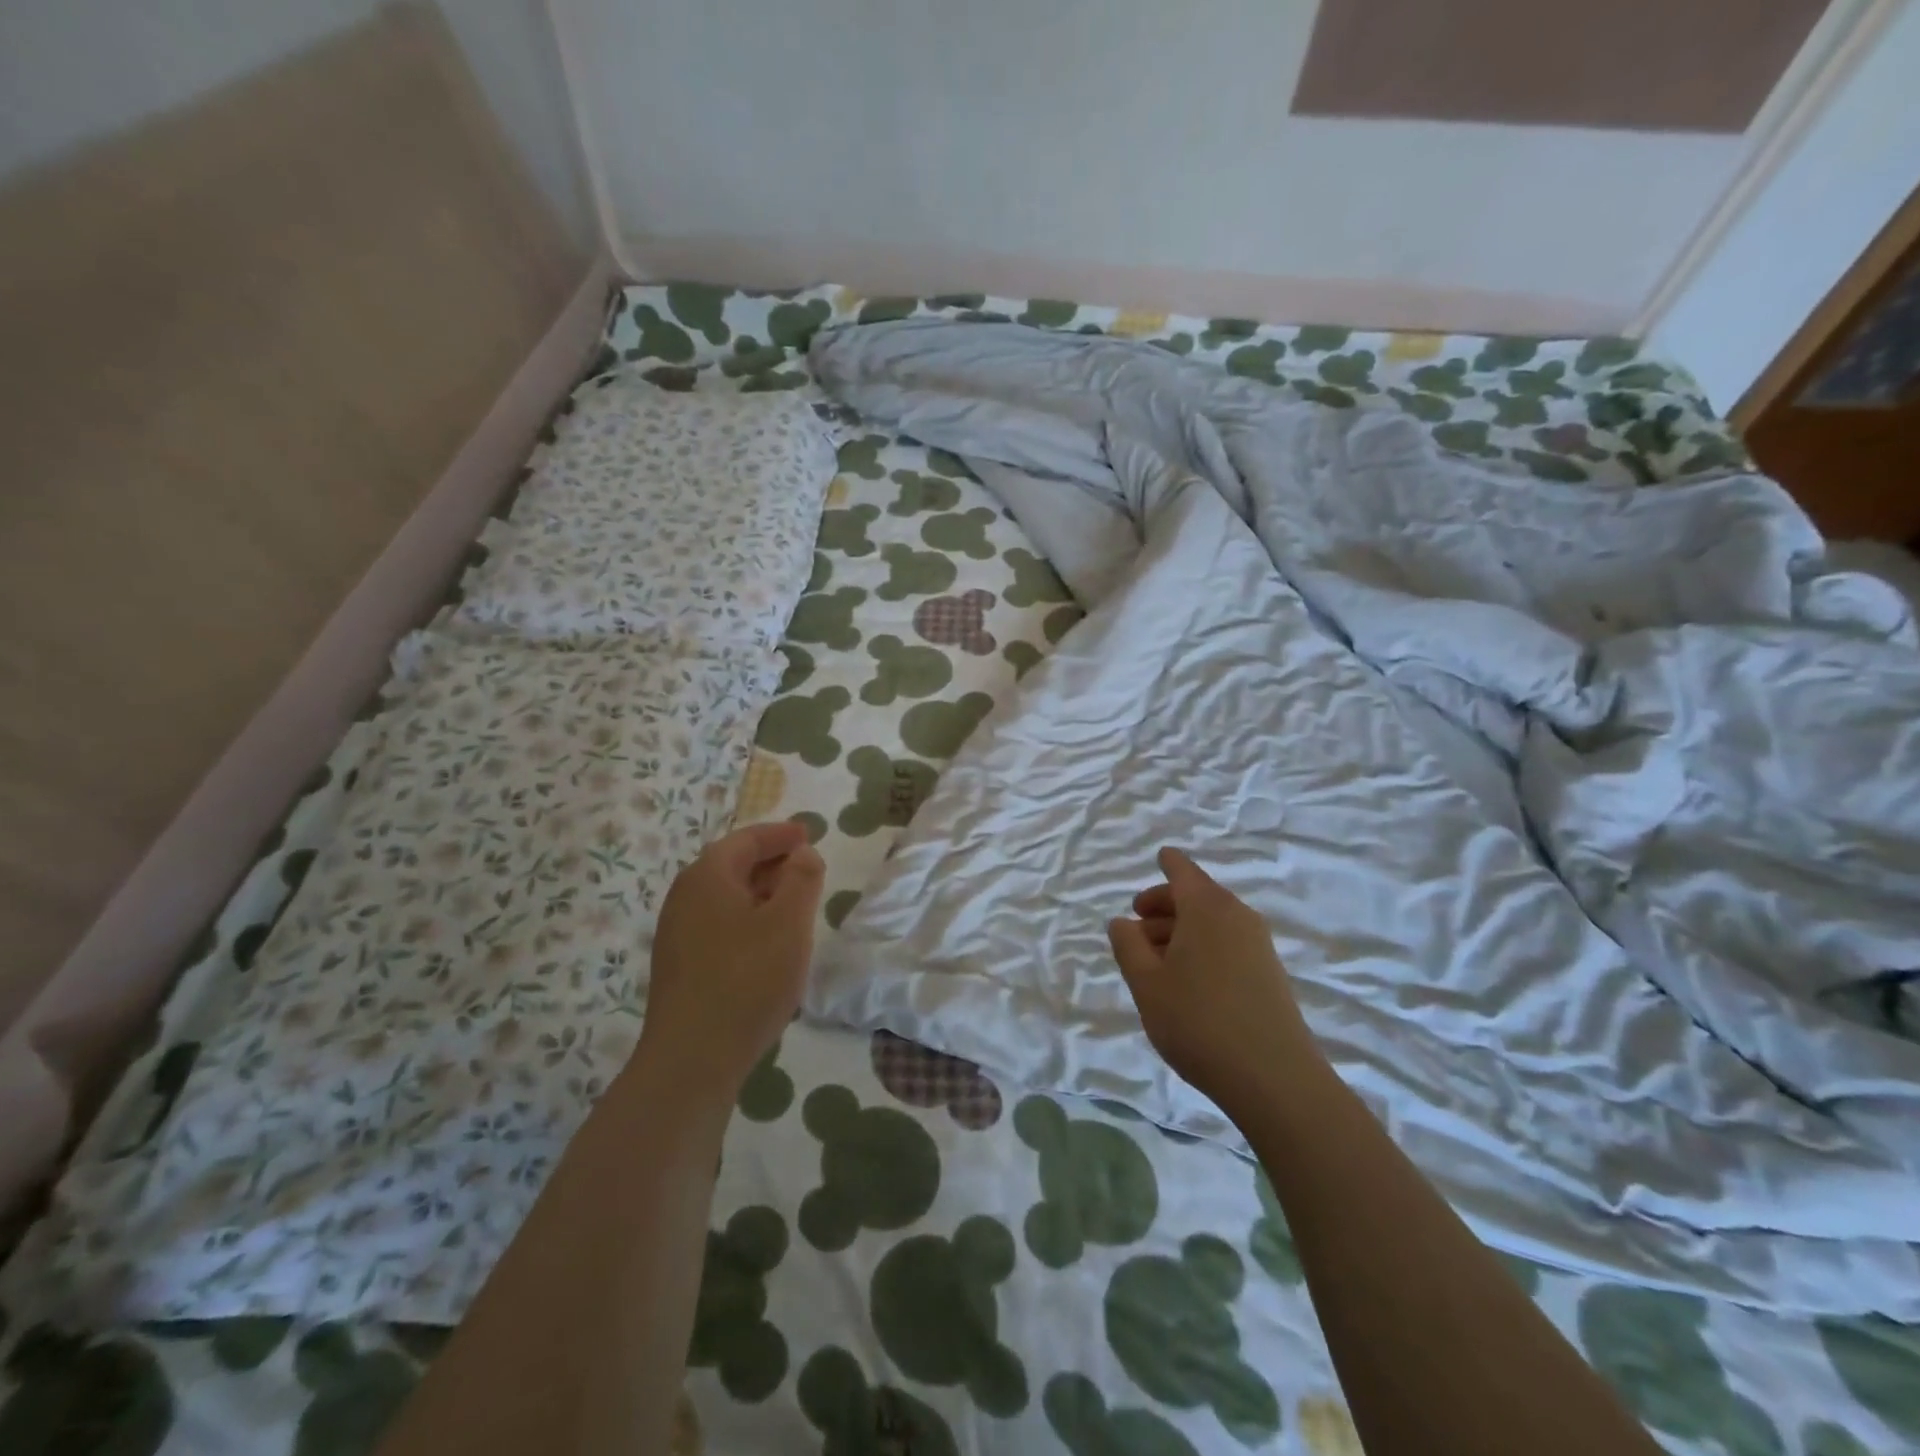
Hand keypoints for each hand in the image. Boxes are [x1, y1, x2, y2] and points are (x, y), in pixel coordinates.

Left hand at [638, 821, 824, 1100]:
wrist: (691, 1061)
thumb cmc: (747, 980)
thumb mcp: (788, 923)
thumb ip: (802, 878)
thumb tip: (801, 854)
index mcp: (707, 876)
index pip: (747, 839)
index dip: (781, 835)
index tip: (809, 834)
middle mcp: (684, 897)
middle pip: (732, 865)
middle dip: (772, 863)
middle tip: (807, 870)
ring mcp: (677, 933)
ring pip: (726, 898)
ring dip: (761, 895)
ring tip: (794, 907)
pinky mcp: (679, 966)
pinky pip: (718, 925)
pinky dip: (747, 920)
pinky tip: (767, 945)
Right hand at [1108, 847, 1323, 1115]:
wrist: (1274, 1079)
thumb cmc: (1198, 1021)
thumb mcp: (1146, 983)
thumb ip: (1128, 945)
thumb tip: (1122, 922)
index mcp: (1206, 908)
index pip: (1183, 871)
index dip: (1168, 863)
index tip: (1159, 856)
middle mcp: (1237, 916)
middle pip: (1197, 897)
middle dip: (1164, 906)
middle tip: (1136, 927)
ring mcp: (1259, 945)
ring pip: (1212, 923)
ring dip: (1180, 931)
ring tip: (1153, 962)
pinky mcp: (1270, 974)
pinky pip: (1228, 944)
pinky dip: (1202, 948)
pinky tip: (1185, 982)